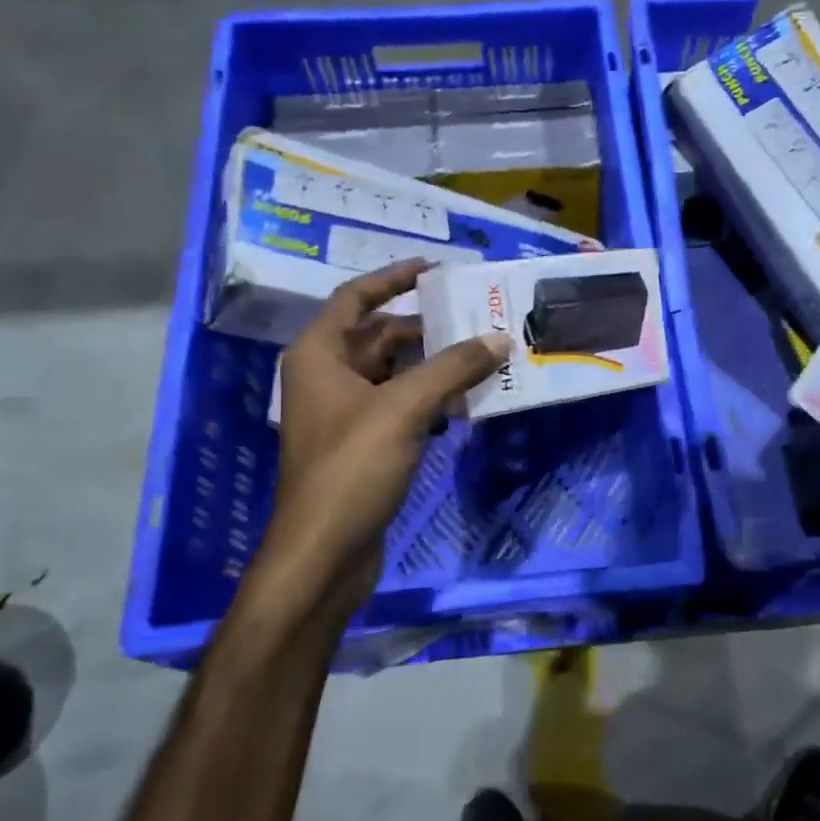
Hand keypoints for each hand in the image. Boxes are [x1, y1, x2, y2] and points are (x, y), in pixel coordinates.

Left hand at [262, 259, 508, 614]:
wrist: (324, 552)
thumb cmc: (352, 467)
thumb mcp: (405, 409)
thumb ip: (453, 368)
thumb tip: (500, 338)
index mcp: (319, 355)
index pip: (356, 298)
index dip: (393, 278)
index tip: (435, 268)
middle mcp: (327, 377)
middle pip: (380, 335)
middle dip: (425, 326)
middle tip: (475, 317)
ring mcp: (345, 413)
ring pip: (394, 373)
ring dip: (433, 364)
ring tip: (481, 355)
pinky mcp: (364, 444)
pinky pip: (400, 405)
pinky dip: (430, 398)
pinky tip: (464, 401)